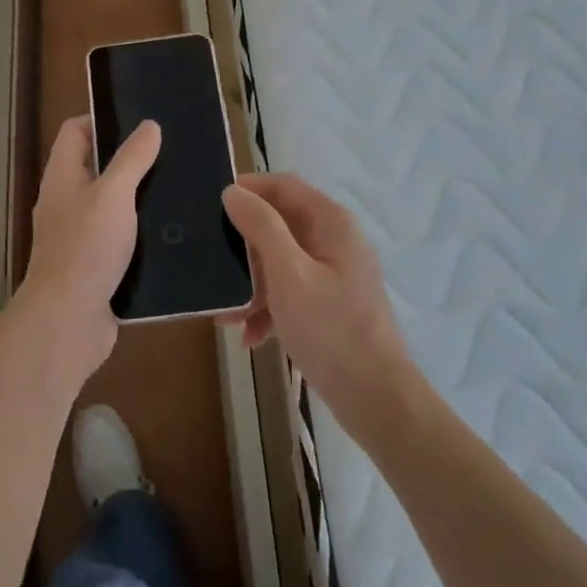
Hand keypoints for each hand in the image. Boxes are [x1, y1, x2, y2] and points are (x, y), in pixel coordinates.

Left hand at [11, 115, 160, 390]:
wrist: (68, 321)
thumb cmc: (86, 248)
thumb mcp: (113, 194)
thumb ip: (131, 159)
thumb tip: (149, 125)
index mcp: (62, 177)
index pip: (74, 131)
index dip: (102, 119)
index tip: (140, 121)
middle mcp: (66, 202)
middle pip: (95, 166)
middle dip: (129, 159)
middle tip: (170, 153)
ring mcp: (79, 235)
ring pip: (111, 204)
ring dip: (139, 197)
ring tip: (178, 188)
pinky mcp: (96, 265)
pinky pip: (120, 238)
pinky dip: (141, 232)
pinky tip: (172, 231)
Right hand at [221, 173, 416, 435]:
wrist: (375, 400)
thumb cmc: (330, 330)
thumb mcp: (288, 274)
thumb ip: (260, 227)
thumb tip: (232, 192)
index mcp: (331, 223)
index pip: (284, 186)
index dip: (249, 189)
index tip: (212, 206)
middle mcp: (335, 241)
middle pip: (279, 225)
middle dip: (244, 248)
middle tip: (212, 266)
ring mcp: (334, 274)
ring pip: (280, 262)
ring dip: (251, 283)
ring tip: (225, 313)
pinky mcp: (330, 304)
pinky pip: (290, 291)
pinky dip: (268, 307)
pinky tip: (250, 336)